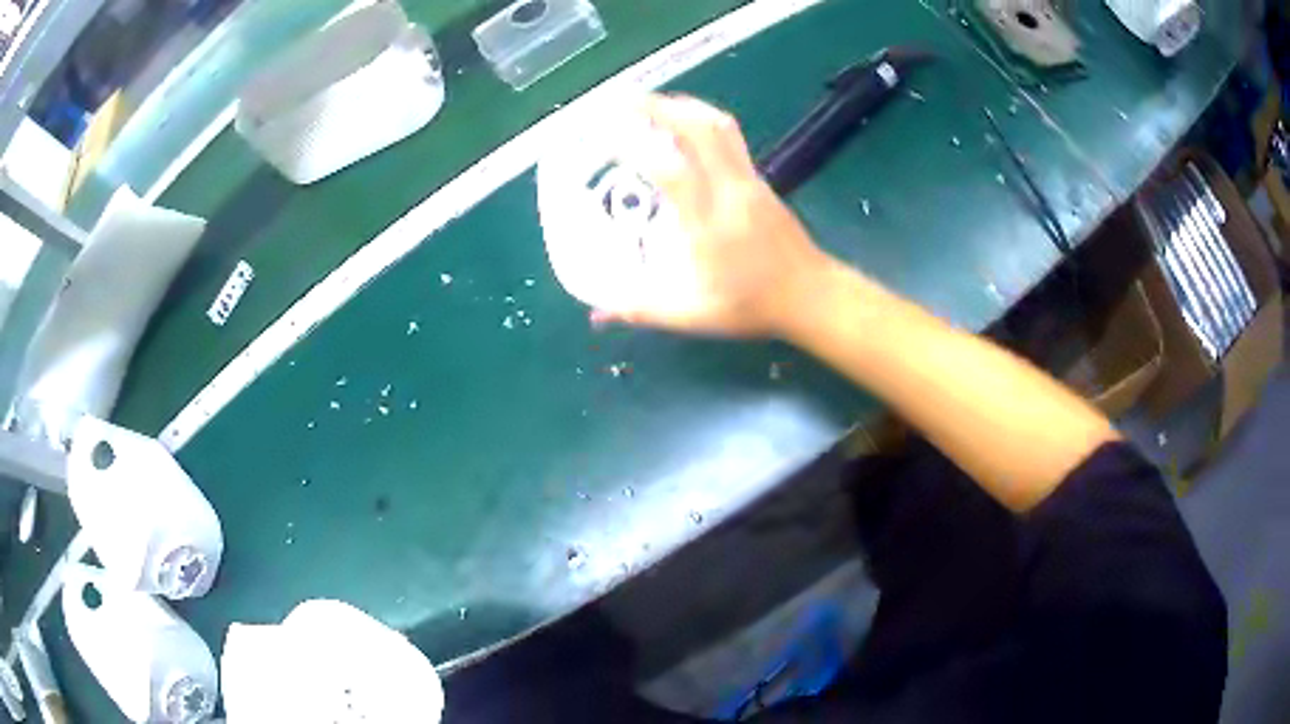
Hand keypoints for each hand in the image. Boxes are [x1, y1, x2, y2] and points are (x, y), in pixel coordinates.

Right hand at [591, 94, 834, 337]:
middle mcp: (731, 191)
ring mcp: (749, 179)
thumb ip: (643, 310)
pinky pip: (727, 136)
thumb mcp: (693, 316)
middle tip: (619, 102)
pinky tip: (679, 127)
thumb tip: (597, 314)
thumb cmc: (753, 306)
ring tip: (646, 104)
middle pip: (698, 129)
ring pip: (717, 125)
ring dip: (680, 106)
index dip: (635, 145)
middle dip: (656, 106)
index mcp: (710, 225)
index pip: (672, 170)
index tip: (602, 134)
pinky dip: (697, 120)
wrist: (813, 295)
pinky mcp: (759, 178)